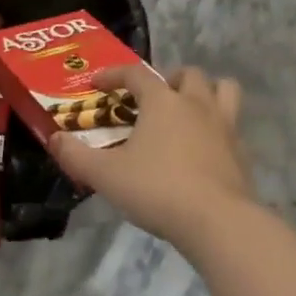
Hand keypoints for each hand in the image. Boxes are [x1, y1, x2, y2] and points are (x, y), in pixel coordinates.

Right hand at [48, 64, 257, 245]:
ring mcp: (225, 126)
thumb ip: (76, 156)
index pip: (136, 74)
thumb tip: (53, 139)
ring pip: (224, 89)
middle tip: (153, 99)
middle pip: (189, 74)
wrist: (218, 221)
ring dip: (206, 92)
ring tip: (188, 110)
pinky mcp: (241, 152)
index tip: (97, 84)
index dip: (114, 75)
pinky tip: (204, 149)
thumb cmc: (157, 189)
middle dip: (170, 78)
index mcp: (163, 101)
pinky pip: (233, 126)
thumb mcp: (105, 176)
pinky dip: (218, 128)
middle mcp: (197, 104)